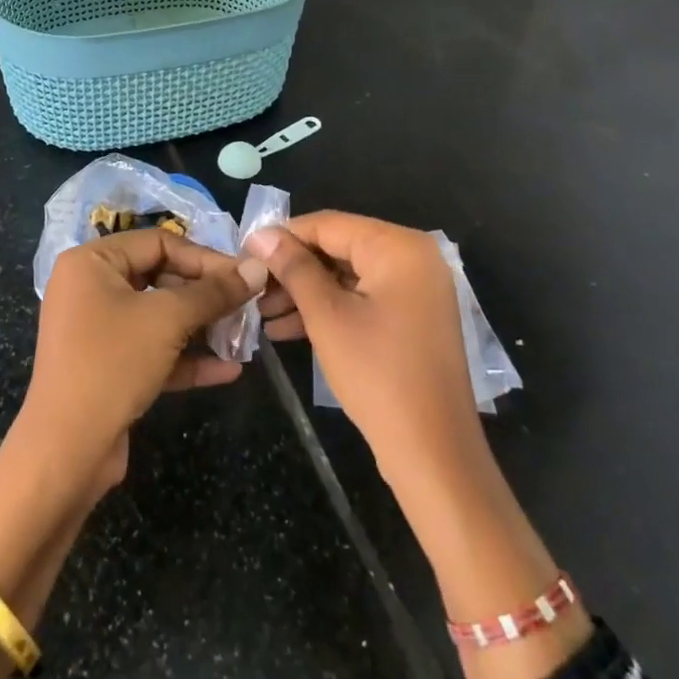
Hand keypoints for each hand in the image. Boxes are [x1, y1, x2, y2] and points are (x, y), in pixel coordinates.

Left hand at [17, 230, 267, 493]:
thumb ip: (214, 292)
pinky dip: (186, 358)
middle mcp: (90, 288)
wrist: (66, 452)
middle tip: (246, 306)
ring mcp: (97, 330)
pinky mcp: (108, 367)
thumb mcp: (167, 320)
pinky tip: (228, 370)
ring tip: (243, 337)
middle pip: (160, 277)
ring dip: (201, 327)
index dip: (204, 257)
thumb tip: (256, 268)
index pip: (158, 242)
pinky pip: (152, 351)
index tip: (243, 276)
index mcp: (91, 262)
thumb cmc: (112, 364)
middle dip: (205, 295)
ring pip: (159, 317)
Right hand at [247, 213, 486, 498]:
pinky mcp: (414, 318)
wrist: (433, 453)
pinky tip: (287, 330)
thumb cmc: (377, 375)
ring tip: (261, 314)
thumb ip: (293, 267)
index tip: (244, 252)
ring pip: (348, 276)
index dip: (283, 236)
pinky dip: (329, 310)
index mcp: (399, 247)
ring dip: (305, 293)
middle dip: (292, 270)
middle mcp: (414, 258)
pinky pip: (364, 299)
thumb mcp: (326, 316)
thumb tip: (261, 233)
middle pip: (339, 248)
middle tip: (252, 289)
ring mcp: (417, 290)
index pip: (328, 224)